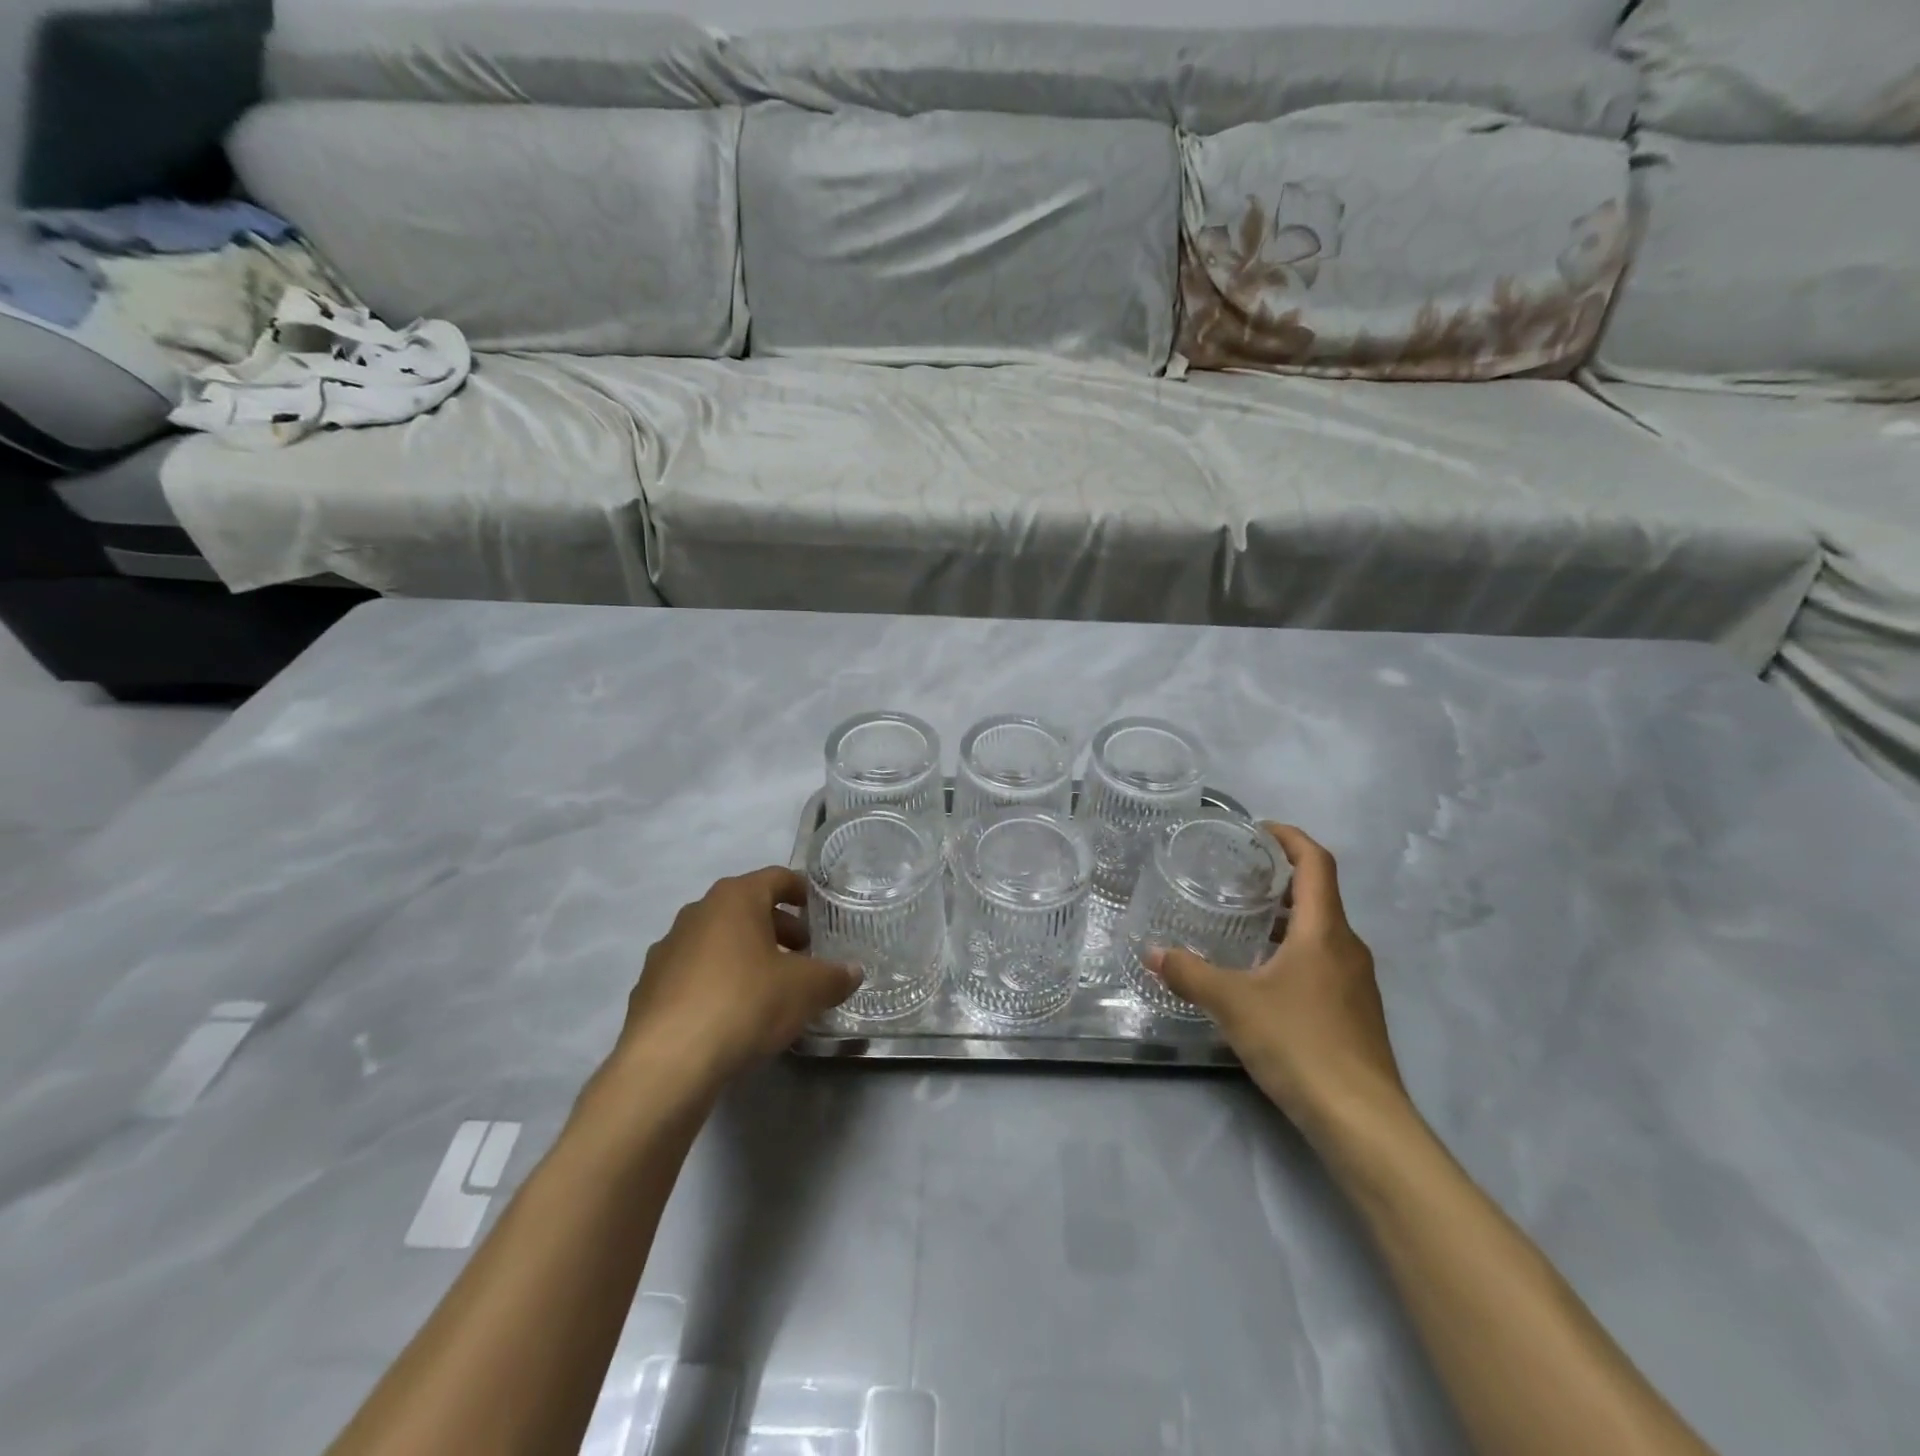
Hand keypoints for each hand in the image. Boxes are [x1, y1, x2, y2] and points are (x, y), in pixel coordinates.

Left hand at [614, 867, 861, 1088]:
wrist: (667, 1062)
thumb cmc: (745, 1003)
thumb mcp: (805, 990)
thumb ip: (834, 977)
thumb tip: (854, 972)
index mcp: (735, 898)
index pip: (777, 878)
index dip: (802, 892)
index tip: (820, 912)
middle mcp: (697, 912)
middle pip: (747, 909)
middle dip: (779, 929)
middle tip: (804, 956)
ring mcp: (667, 949)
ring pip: (719, 941)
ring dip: (748, 955)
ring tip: (772, 988)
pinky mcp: (649, 987)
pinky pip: (695, 973)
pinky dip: (718, 982)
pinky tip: (734, 1015)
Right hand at [1147, 824, 1406, 1140]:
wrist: (1363, 1121)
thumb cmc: (1300, 1044)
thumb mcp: (1233, 1004)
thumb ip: (1190, 974)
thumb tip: (1151, 952)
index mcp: (1324, 931)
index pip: (1316, 862)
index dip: (1289, 837)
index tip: (1256, 830)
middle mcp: (1347, 947)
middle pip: (1318, 894)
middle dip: (1278, 878)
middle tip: (1235, 875)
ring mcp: (1356, 982)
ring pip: (1320, 931)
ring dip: (1284, 918)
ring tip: (1240, 921)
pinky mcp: (1355, 1012)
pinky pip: (1323, 961)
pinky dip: (1292, 951)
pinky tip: (1261, 975)